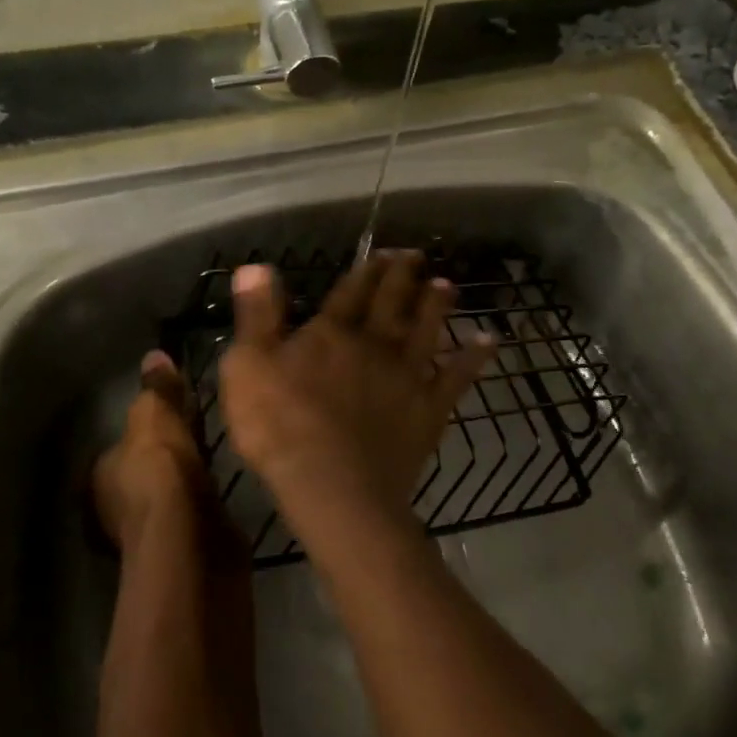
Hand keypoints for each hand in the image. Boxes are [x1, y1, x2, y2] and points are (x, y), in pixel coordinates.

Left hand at [90, 349, 210, 550]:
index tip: (171, 412)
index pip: (119, 446)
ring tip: (214, 452)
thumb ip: (156, 389)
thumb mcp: (156, 417)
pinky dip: (202, 498)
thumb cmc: (159, 470)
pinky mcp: (180, 547)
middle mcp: (115, 506)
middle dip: (166, 454)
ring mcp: (148, 530)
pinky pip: (191, 509)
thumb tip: (154, 355)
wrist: (189, 538)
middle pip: (143, 470)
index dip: (144, 429)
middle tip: (197, 427)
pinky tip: (222, 484)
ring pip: (167, 492)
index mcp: (100, 474)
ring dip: (185, 477)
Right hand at [219, 251, 496, 522]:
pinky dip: (474, 357)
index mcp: (332, 333)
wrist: (333, 485)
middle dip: (404, 276)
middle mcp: (375, 343)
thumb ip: (257, 315)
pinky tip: (488, 341)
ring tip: (448, 285)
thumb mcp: (248, 366)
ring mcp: (407, 375)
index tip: (382, 251)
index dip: (367, 269)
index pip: (351, 291)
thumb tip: (256, 265)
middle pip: (393, 302)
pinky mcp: (429, 408)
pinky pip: (457, 376)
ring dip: (437, 305)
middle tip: (417, 256)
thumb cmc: (279, 427)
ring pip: (427, 329)